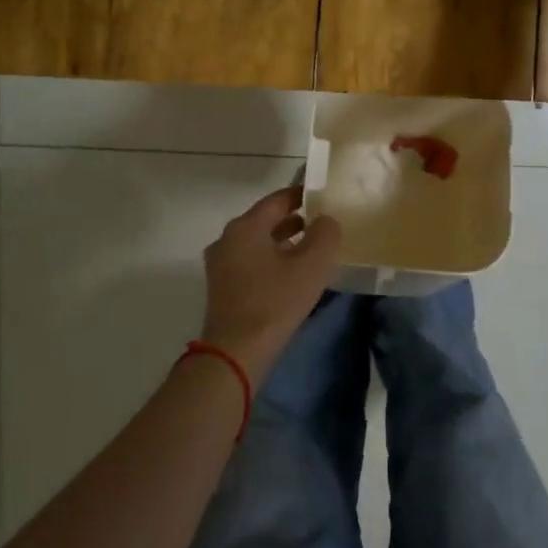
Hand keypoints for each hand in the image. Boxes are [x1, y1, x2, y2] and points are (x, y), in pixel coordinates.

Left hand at [198, 187, 342, 386]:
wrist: (236, 352)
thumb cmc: (275, 302)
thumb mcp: (312, 265)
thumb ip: (325, 234)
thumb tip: (326, 220)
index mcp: (245, 227)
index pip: (277, 200)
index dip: (302, 195)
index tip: (323, 195)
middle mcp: (227, 239)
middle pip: (265, 220)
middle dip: (294, 220)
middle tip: (322, 223)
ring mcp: (220, 265)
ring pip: (257, 243)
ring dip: (283, 242)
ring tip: (311, 248)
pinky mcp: (222, 288)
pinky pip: (250, 262)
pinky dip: (271, 260)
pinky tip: (291, 274)